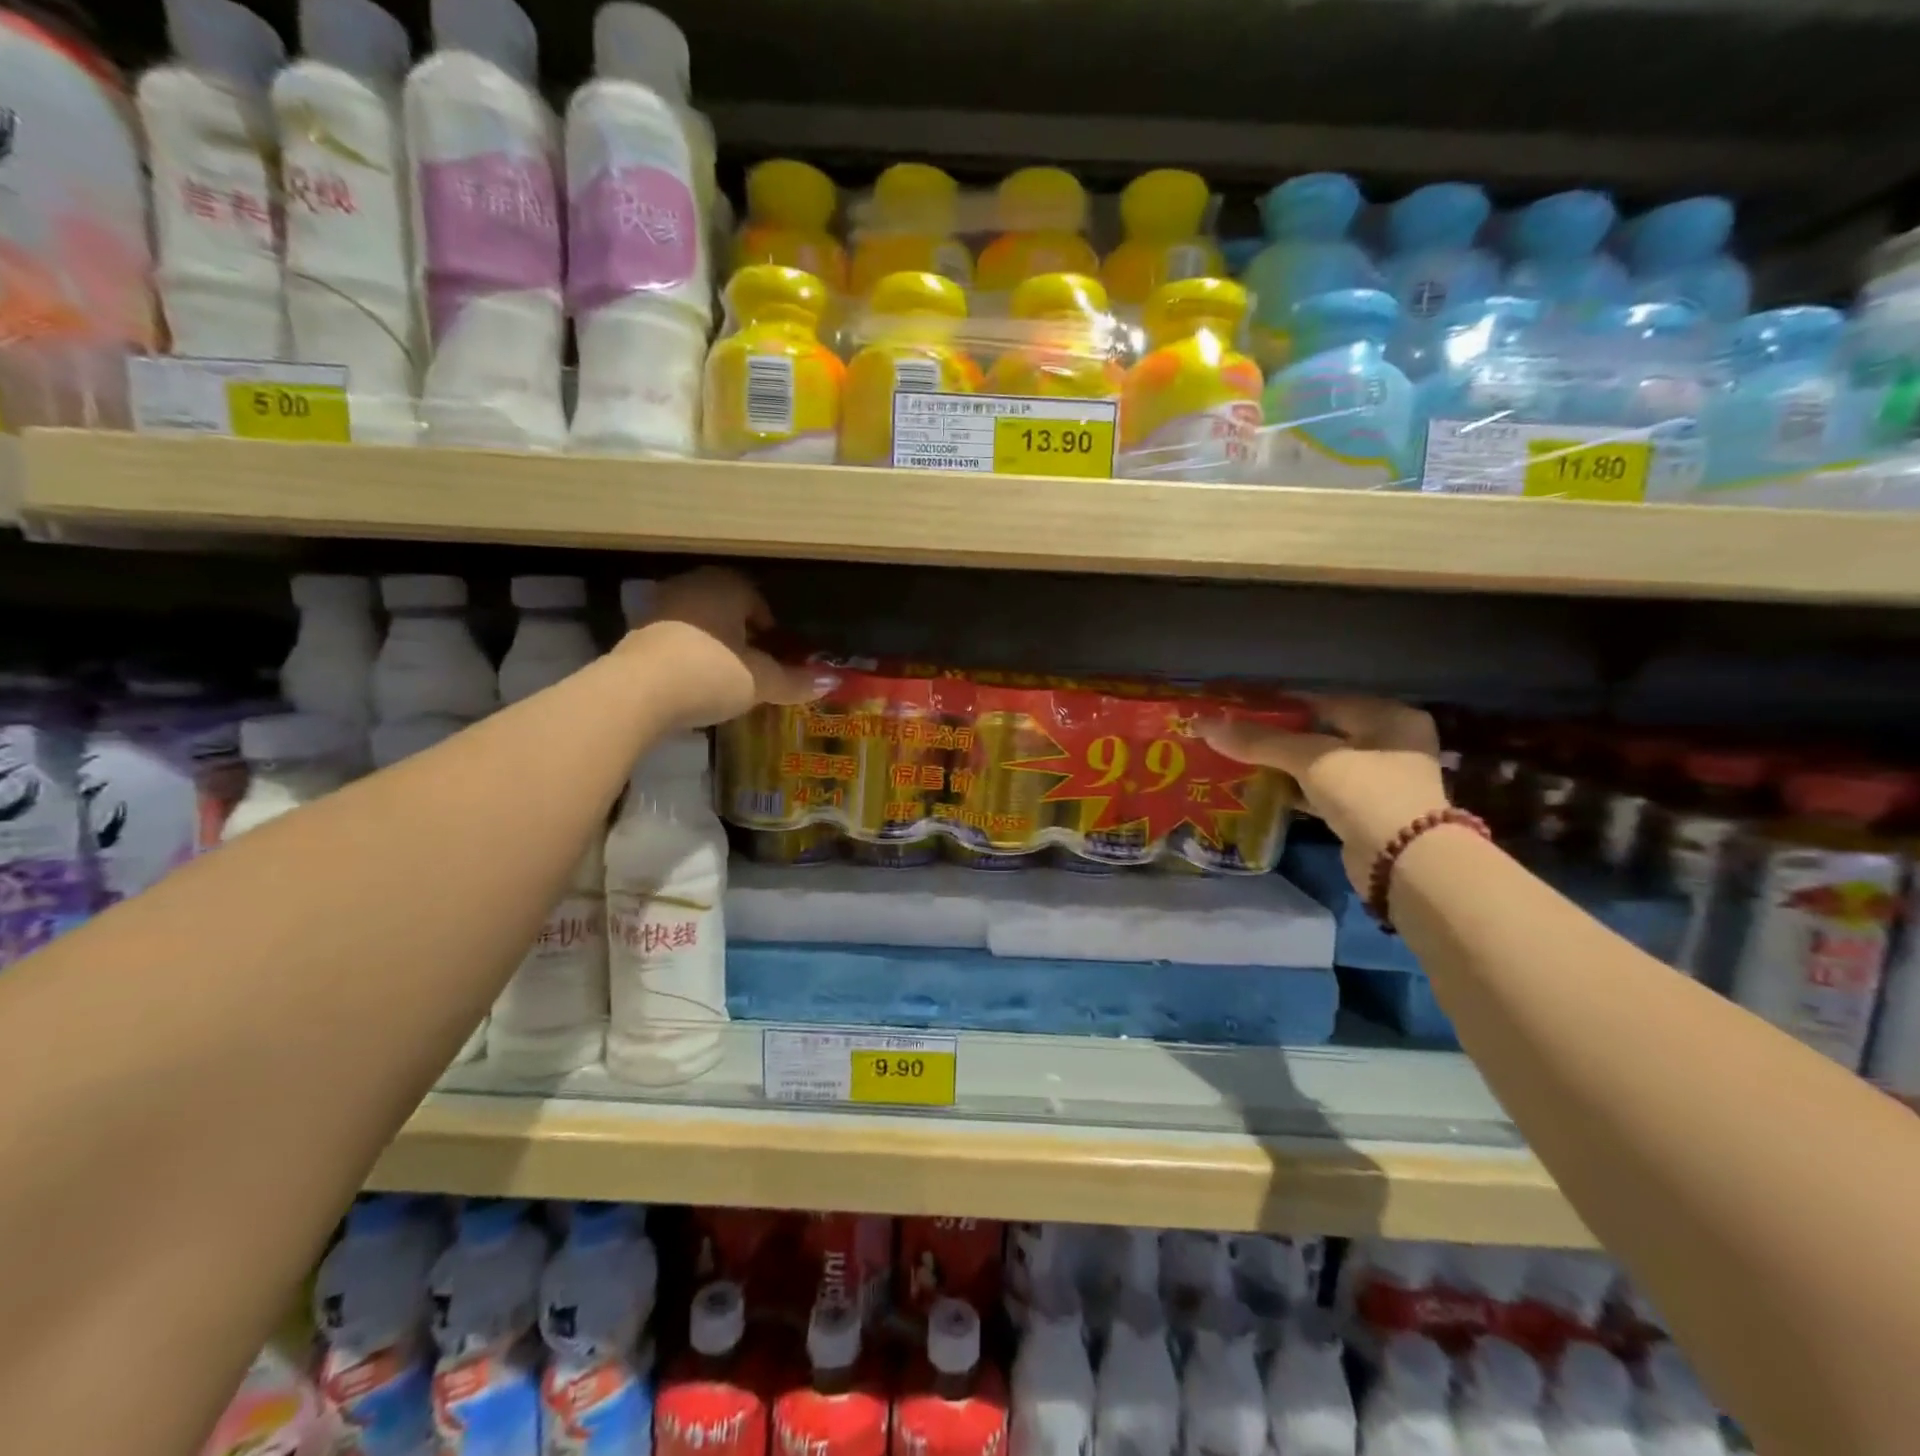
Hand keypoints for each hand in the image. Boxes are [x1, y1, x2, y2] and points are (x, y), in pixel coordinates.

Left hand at [623, 568, 832, 728]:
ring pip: (699, 624)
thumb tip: (833, 682)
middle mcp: (692, 586)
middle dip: (742, 636)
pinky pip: (675, 640)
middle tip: (756, 666)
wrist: (637, 692)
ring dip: (714, 645)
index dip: (771, 629)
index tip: (777, 654)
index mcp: (726, 586)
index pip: (757, 599)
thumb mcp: (760, 681)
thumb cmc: (710, 673)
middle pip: (727, 609)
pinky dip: (688, 656)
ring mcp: (659, 607)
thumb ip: (795, 681)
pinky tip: (695, 683)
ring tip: (727, 677)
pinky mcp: (636, 634)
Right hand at [1203, 696, 1449, 886]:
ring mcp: (1378, 781)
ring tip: (1238, 760)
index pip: (1323, 701)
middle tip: (1234, 735)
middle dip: (1278, 737)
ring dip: (1283, 765)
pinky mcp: (1363, 812)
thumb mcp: (1311, 758)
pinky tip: (1260, 790)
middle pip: (1320, 732)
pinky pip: (1319, 792)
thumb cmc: (1366, 792)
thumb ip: (1260, 741)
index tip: (1240, 709)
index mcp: (1388, 717)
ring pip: (1318, 764)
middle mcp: (1389, 744)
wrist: (1404, 864)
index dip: (1280, 705)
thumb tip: (1204, 724)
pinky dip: (1292, 790)